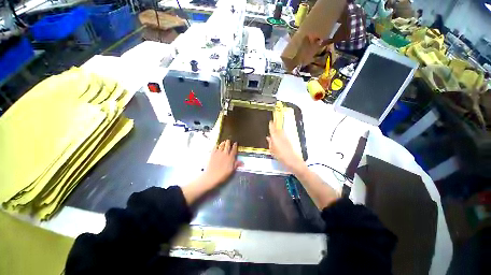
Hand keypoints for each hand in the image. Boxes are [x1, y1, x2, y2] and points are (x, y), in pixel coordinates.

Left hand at [202, 140, 242, 187]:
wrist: (212, 176)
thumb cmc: (223, 174)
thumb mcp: (232, 170)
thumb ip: (236, 165)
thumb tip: (242, 163)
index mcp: (230, 157)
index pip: (234, 150)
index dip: (235, 145)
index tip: (235, 143)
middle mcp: (225, 154)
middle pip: (227, 145)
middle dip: (228, 142)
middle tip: (228, 140)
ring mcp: (218, 153)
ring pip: (221, 145)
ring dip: (223, 143)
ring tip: (223, 142)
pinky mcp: (212, 154)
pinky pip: (214, 147)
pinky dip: (216, 145)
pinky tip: (216, 145)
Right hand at [266, 120, 305, 172]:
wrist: (292, 160)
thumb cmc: (279, 156)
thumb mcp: (272, 150)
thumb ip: (270, 143)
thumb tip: (268, 137)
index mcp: (275, 138)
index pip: (272, 129)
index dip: (271, 125)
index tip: (270, 121)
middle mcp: (281, 136)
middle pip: (278, 129)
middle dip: (275, 126)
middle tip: (273, 123)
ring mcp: (285, 138)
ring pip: (281, 131)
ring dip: (278, 130)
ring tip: (275, 130)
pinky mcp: (289, 141)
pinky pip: (283, 135)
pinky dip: (281, 134)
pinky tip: (279, 137)